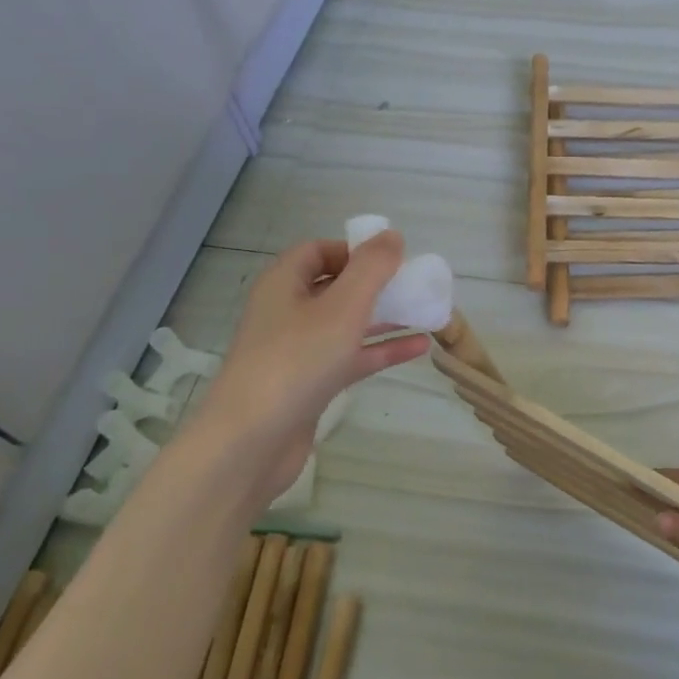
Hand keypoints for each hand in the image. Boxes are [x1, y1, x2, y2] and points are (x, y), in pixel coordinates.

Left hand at [189, 234, 430, 502]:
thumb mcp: (342, 307)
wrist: (252, 442)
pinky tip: (419, 348)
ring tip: (426, 313)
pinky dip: (381, 350)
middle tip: (414, 286)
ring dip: (384, 317)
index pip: (318, 251)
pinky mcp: (311, 384)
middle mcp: (288, 312)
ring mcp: (298, 351)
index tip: (391, 260)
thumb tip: (392, 236)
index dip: (354, 250)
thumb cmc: (296, 362)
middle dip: (375, 285)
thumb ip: (371, 269)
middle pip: (335, 286)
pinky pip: (351, 357)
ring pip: (347, 324)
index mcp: (284, 285)